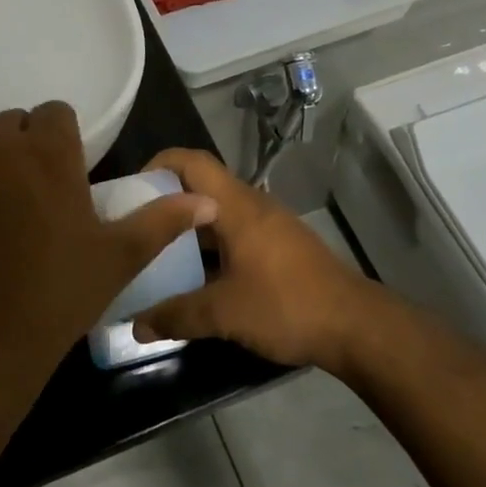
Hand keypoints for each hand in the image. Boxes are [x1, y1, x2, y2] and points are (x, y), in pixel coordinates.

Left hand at [0, 104, 216, 395]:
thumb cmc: (57, 297)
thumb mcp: (118, 258)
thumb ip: (162, 221)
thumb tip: (208, 201)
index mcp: (48, 154)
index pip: (54, 112)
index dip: (63, 137)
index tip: (68, 172)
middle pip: (12, 124)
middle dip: (26, 147)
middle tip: (37, 195)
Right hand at [131, 148, 380, 371]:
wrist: (355, 325)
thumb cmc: (286, 305)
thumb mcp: (224, 313)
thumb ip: (177, 316)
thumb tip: (136, 325)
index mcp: (235, 205)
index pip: (191, 161)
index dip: (157, 164)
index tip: (130, 190)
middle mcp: (251, 204)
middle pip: (201, 186)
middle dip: (166, 201)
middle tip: (135, 227)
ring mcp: (268, 224)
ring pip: (217, 212)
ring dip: (188, 226)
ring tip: (157, 252)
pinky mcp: (279, 245)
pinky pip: (234, 231)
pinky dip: (210, 244)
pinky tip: (197, 275)